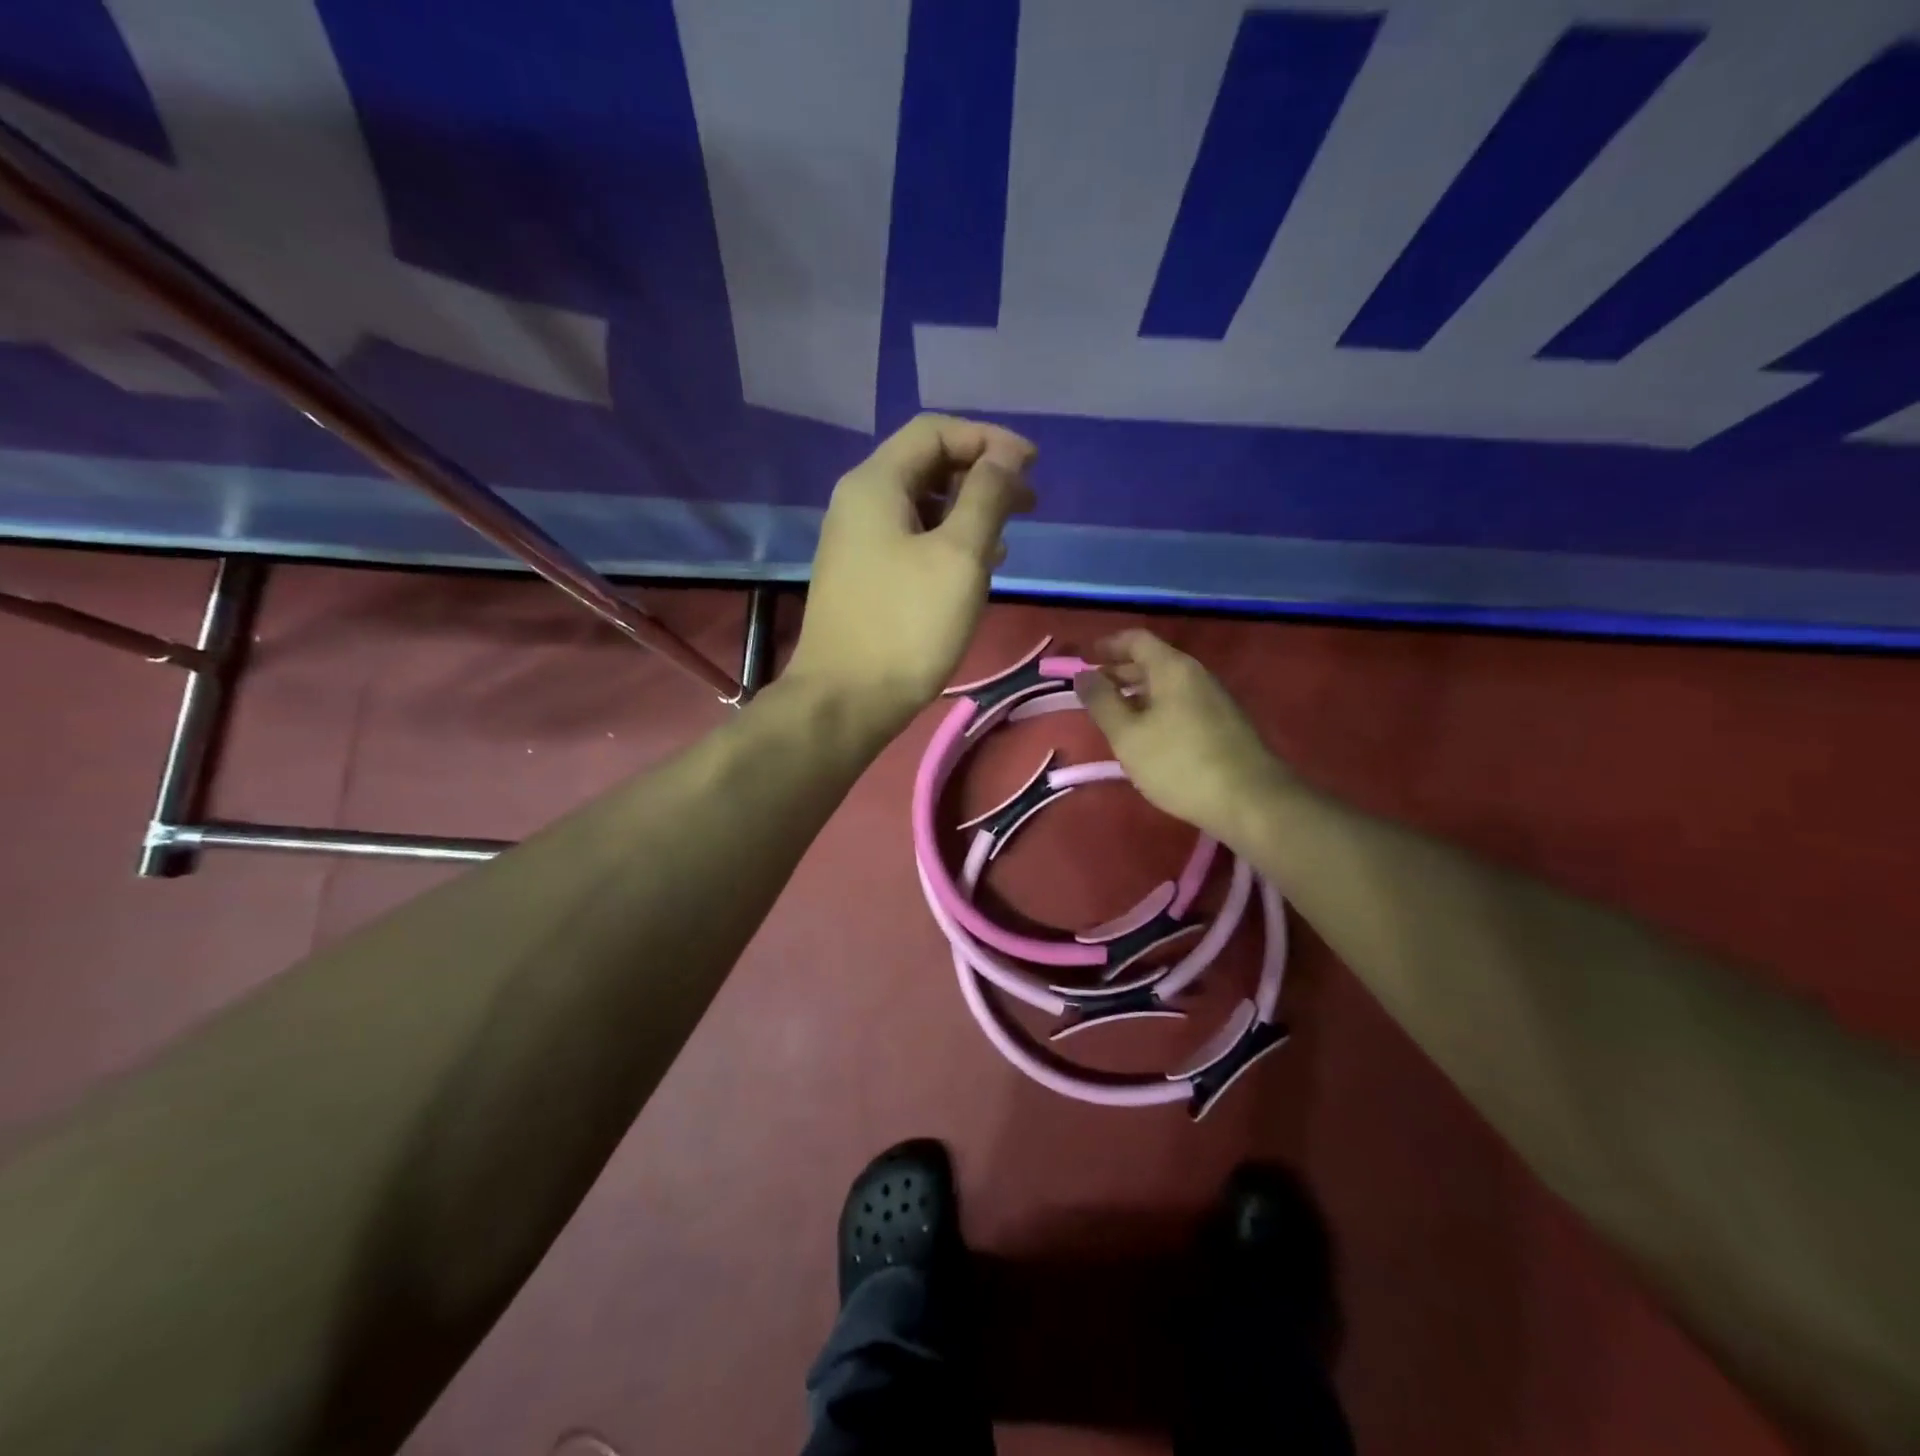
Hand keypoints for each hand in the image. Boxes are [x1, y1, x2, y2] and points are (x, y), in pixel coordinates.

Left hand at [788, 414, 1036, 727]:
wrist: (846, 700)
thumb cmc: (907, 625)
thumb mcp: (959, 555)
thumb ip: (987, 496)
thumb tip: (1006, 457)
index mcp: (875, 483)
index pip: (935, 431)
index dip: (989, 439)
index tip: (1033, 467)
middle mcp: (860, 502)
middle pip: (927, 465)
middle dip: (982, 475)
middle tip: (1029, 502)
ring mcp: (858, 543)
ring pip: (922, 506)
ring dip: (969, 511)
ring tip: (1008, 536)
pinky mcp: (865, 578)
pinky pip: (912, 541)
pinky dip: (949, 542)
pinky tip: (978, 567)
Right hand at [1074, 629, 1292, 848]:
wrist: (1249, 801)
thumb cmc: (1178, 763)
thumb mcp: (1127, 735)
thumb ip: (1101, 702)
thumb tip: (1082, 675)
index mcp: (1172, 668)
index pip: (1136, 639)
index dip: (1107, 645)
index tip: (1084, 659)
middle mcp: (1196, 675)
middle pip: (1153, 661)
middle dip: (1119, 671)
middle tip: (1093, 690)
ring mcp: (1214, 699)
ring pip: (1168, 685)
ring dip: (1137, 693)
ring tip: (1114, 715)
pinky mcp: (1224, 724)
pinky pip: (1181, 703)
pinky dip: (1156, 708)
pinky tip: (1147, 735)